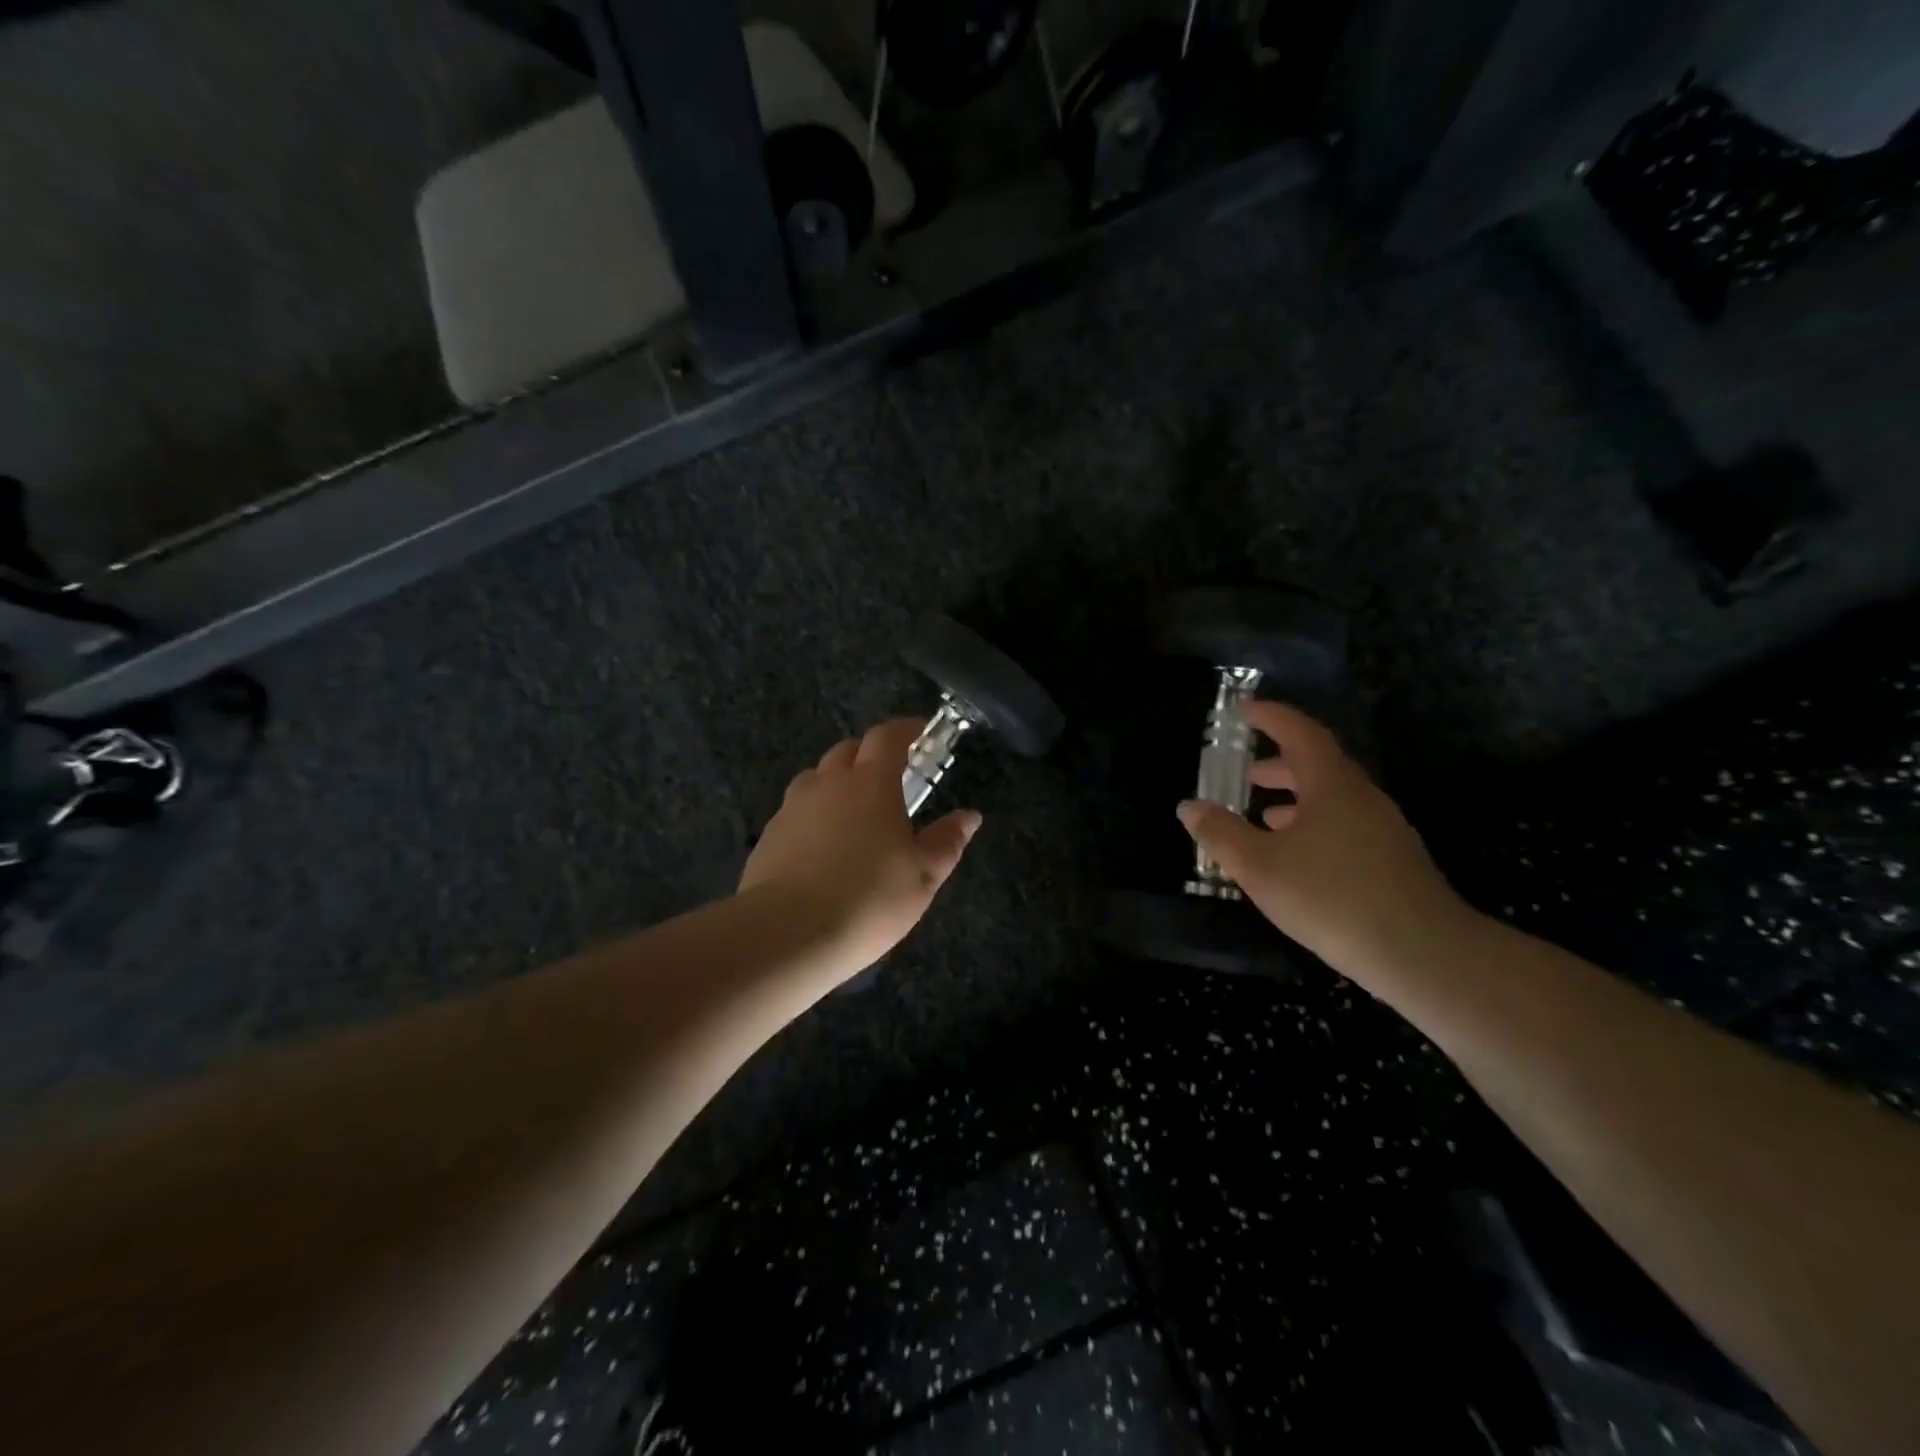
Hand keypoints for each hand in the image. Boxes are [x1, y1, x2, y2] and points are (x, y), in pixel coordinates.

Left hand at [740, 719, 981, 980]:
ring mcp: (792, 808)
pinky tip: (823, 847)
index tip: (921, 733)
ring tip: (854, 812)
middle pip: (848, 750)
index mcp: (870, 783)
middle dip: (870, 754)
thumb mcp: (922, 876)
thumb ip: (946, 842)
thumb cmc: (868, 899)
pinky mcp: (768, 836)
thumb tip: (969, 816)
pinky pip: (796, 810)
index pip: (887, 737)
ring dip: (837, 782)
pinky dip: (814, 814)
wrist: (787, 934)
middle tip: (891, 777)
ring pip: (817, 778)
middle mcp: (827, 784)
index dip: (906, 730)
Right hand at [1175, 701, 1470, 984]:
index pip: (1299, 732)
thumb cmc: (1333, 898)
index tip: (1243, 711)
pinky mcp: (1392, 861)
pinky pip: (1344, 826)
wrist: (1424, 954)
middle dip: (1279, 763)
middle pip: (1317, 765)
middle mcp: (1361, 797)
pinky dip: (1313, 826)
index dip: (1270, 717)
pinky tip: (1298, 857)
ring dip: (1296, 799)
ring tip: (1264, 815)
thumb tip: (1189, 806)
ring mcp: (1382, 829)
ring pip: (1332, 799)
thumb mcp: (1260, 867)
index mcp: (1331, 785)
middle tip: (1246, 771)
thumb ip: (1221, 834)